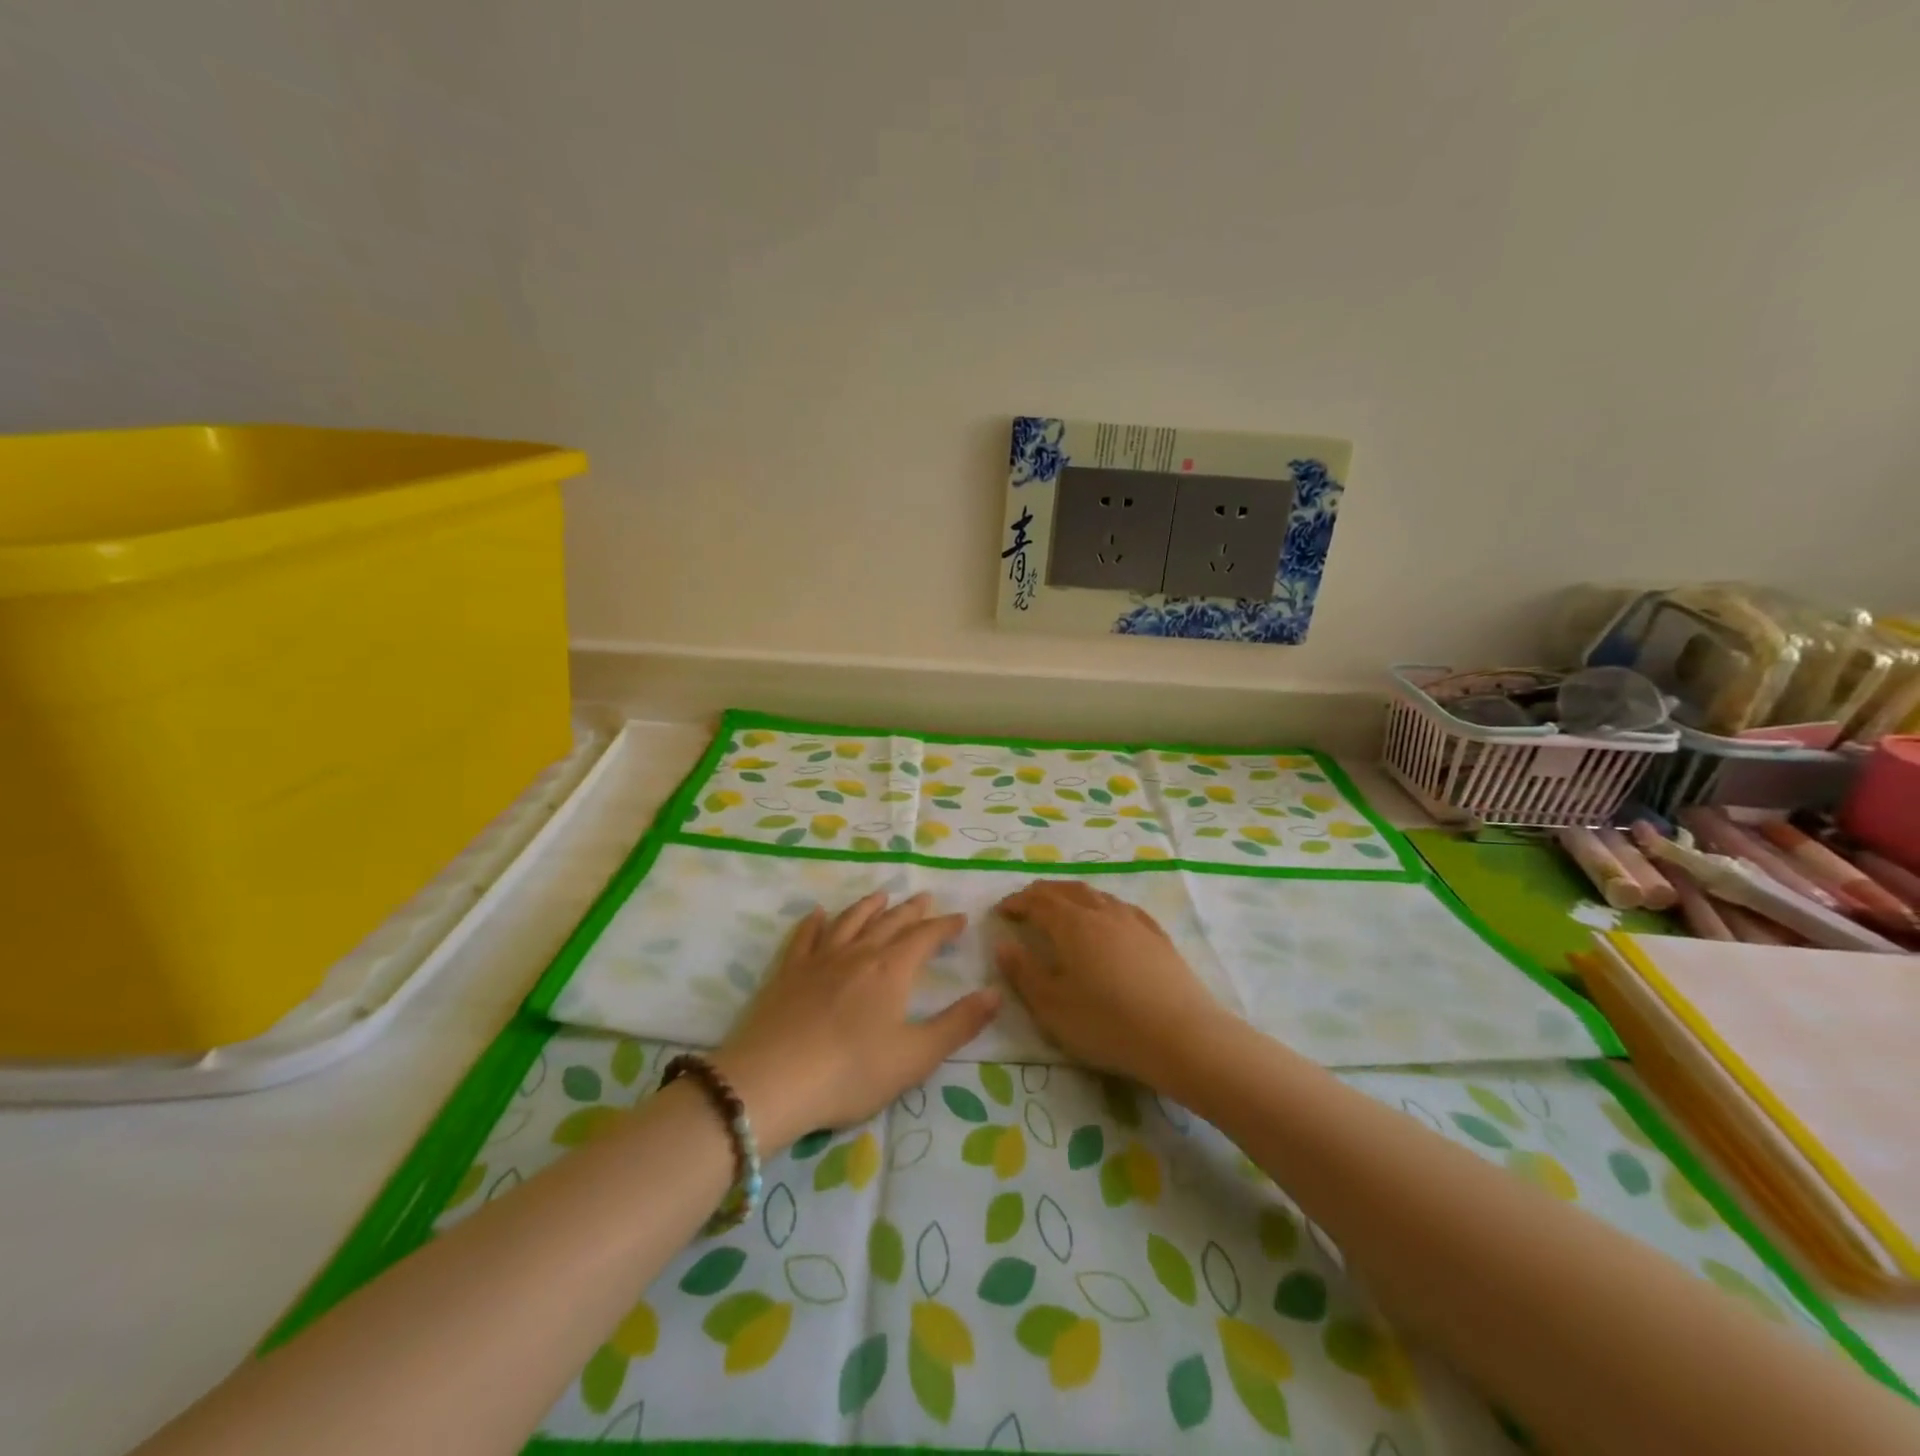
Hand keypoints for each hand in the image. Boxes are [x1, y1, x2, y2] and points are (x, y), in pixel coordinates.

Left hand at [715, 892, 999, 1149]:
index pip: (924, 938)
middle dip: (911, 911)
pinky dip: (814, 922)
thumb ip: (958, 1024)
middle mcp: (857, 954)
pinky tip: (818, 914)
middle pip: (889, 923)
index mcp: (891, 970)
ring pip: (849, 921)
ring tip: (881, 896)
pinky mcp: (787, 973)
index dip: (944, 926)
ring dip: (868, 907)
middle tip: (925, 898)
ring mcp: (818, 960)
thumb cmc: (850, 1073)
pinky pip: (804, 937)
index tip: (959, 919)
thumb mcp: (915, 1057)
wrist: (771, 1082)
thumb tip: (996, 993)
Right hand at [995, 880, 1224, 1087]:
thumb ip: (1024, 973)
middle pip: (1066, 890)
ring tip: (1062, 906)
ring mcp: (1134, 921)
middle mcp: (1101, 912)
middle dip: (1042, 893)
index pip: (1037, 901)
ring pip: (1097, 895)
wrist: (1181, 1036)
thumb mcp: (1052, 1007)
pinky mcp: (1158, 936)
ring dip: (1073, 895)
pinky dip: (1104, 906)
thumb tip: (1004, 945)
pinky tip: (1108, 917)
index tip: (1001, 911)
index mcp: (1071, 924)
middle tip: (1026, 903)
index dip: (1017, 903)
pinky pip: (1123, 908)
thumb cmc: (1107, 1023)